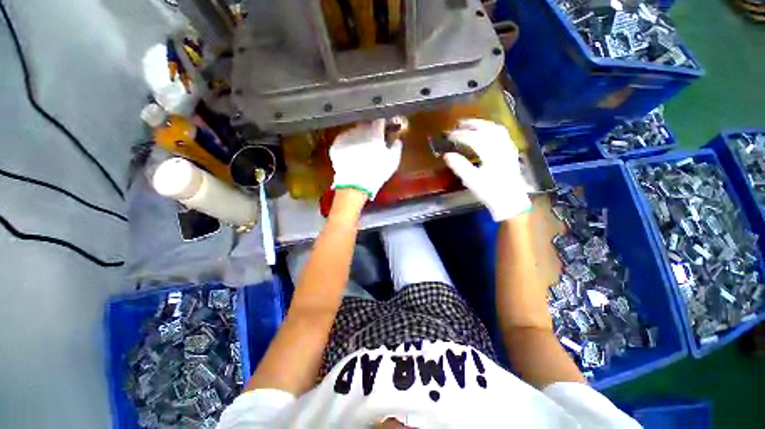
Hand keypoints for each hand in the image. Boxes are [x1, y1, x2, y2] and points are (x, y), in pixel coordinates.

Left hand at [330, 119, 402, 199]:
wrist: (354, 185)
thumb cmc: (377, 173)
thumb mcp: (393, 162)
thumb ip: (396, 148)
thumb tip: (396, 140)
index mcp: (375, 133)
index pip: (380, 121)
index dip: (382, 126)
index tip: (383, 131)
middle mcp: (359, 130)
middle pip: (366, 125)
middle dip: (369, 131)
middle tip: (372, 143)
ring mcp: (346, 137)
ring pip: (354, 132)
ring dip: (358, 137)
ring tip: (360, 150)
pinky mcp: (336, 145)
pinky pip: (343, 140)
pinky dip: (348, 144)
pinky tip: (350, 154)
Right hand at [444, 119, 530, 221]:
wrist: (511, 201)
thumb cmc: (490, 192)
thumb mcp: (472, 181)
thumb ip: (459, 166)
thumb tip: (447, 155)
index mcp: (491, 153)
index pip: (473, 138)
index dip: (460, 135)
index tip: (448, 135)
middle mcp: (501, 146)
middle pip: (487, 129)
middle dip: (471, 124)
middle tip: (458, 124)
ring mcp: (508, 148)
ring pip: (496, 129)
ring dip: (483, 124)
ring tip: (471, 124)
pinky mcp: (511, 153)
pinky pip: (502, 134)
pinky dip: (492, 129)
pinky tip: (487, 133)